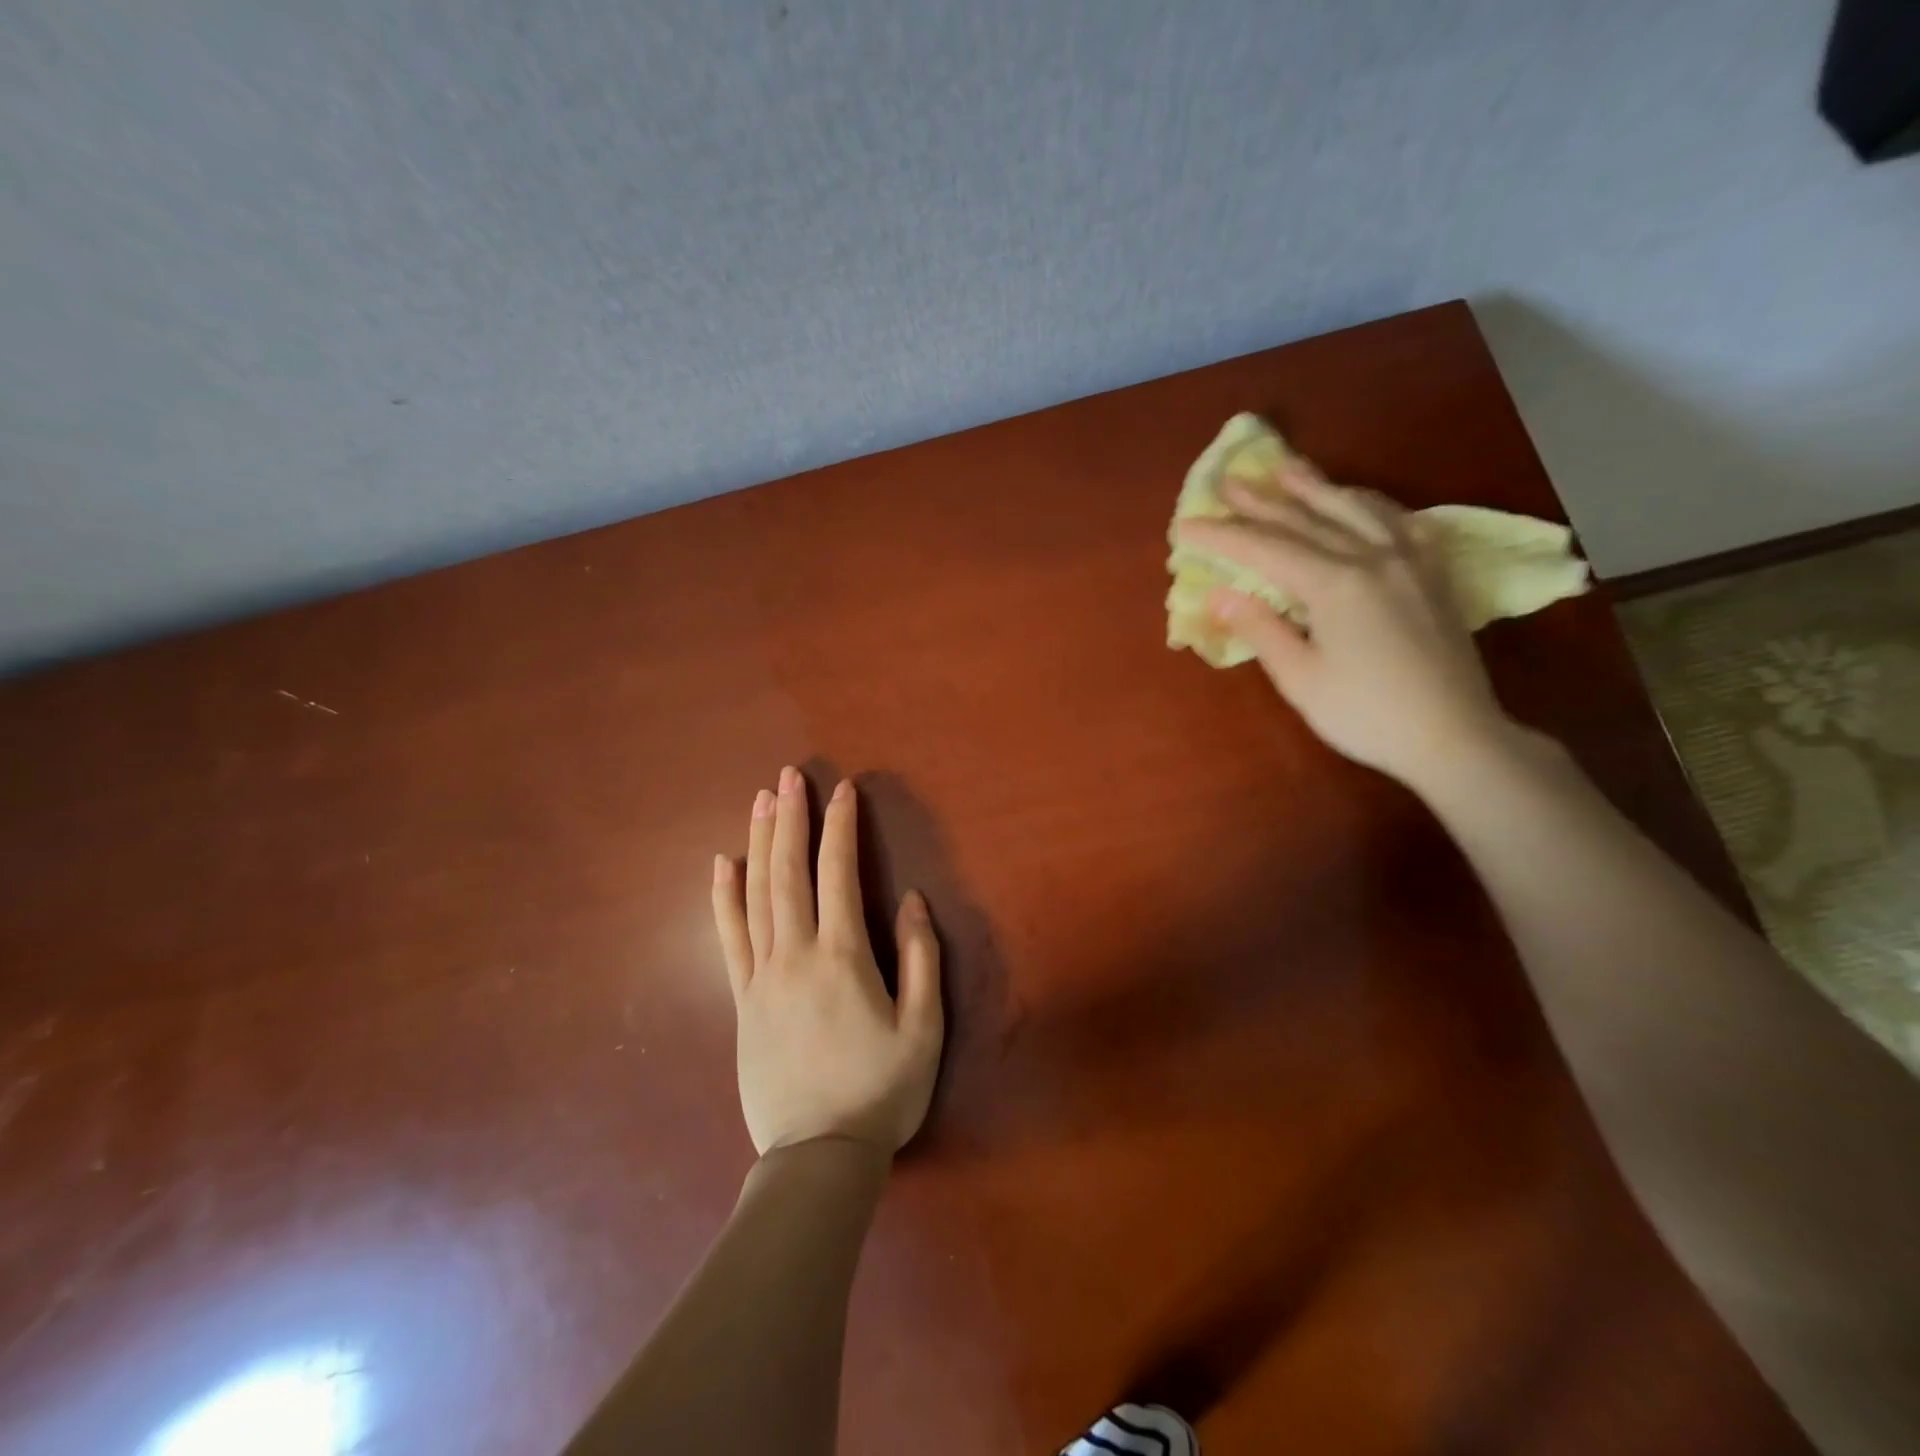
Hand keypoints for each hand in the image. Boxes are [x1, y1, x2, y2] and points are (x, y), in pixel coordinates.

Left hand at [711, 768, 943, 1156]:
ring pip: (755, 895)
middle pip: (788, 873)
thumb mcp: (923, 1029)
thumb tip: (910, 900)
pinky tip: (721, 865)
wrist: (818, 1157)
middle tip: (788, 776)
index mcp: (843, 957)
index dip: (841, 828)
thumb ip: (920, 959)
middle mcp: (795, 955)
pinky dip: (723, 898)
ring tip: (760, 801)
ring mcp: (761, 976)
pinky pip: (728, 939)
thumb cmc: (881, 1091)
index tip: (843, 790)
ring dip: (759, 843)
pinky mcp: (742, 1000)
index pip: (838, 875)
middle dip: (791, 819)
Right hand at [1176, 460, 1512, 788]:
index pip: (1266, 549)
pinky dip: (1372, 505)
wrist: (1454, 736)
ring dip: (1317, 487)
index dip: (1223, 536)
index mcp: (1335, 583)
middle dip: (1263, 500)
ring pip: (1357, 508)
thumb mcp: (1301, 678)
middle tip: (1229, 480)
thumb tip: (1222, 594)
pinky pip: (1402, 521)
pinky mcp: (1434, 574)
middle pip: (1308, 519)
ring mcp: (1410, 560)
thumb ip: (1261, 629)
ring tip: (1288, 469)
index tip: (1186, 526)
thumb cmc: (1366, 714)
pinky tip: (1361, 502)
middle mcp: (1373, 557)